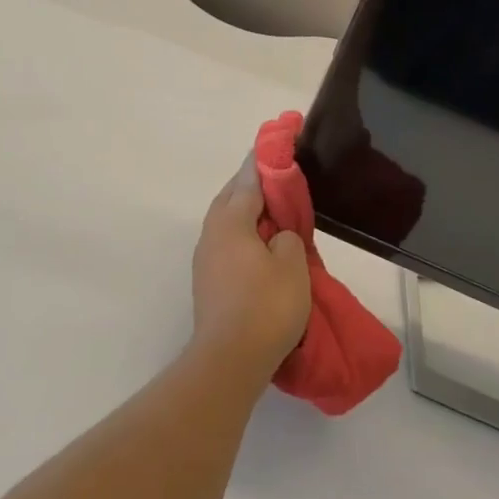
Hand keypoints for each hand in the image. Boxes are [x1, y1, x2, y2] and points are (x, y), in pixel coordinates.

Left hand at [190, 157, 311, 380]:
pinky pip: (228, 242)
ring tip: (274, 212)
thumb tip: (276, 235)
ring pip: (227, 221)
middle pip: (231, 196)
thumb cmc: (265, 307)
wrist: (229, 360)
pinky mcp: (208, 281)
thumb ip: (287, 236)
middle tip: (279, 177)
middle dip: (252, 183)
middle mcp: (212, 233)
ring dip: (247, 210)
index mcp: (230, 221)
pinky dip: (244, 233)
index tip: (278, 139)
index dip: (266, 159)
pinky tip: (262, 245)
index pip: (249, 179)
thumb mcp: (292, 264)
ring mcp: (206, 259)